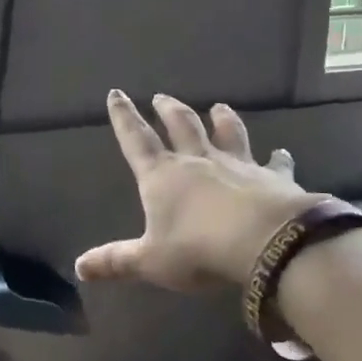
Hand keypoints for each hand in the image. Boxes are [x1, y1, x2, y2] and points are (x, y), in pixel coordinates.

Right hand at [75, 92, 322, 290]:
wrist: (265, 242)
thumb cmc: (199, 249)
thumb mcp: (151, 261)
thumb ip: (117, 261)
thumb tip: (79, 267)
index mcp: (163, 176)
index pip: (136, 140)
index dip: (124, 117)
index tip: (116, 93)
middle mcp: (198, 161)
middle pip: (181, 126)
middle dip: (169, 110)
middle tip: (162, 97)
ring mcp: (237, 165)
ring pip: (227, 133)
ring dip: (222, 119)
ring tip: (219, 107)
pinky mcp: (272, 177)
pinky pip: (275, 164)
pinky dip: (278, 158)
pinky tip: (282, 153)